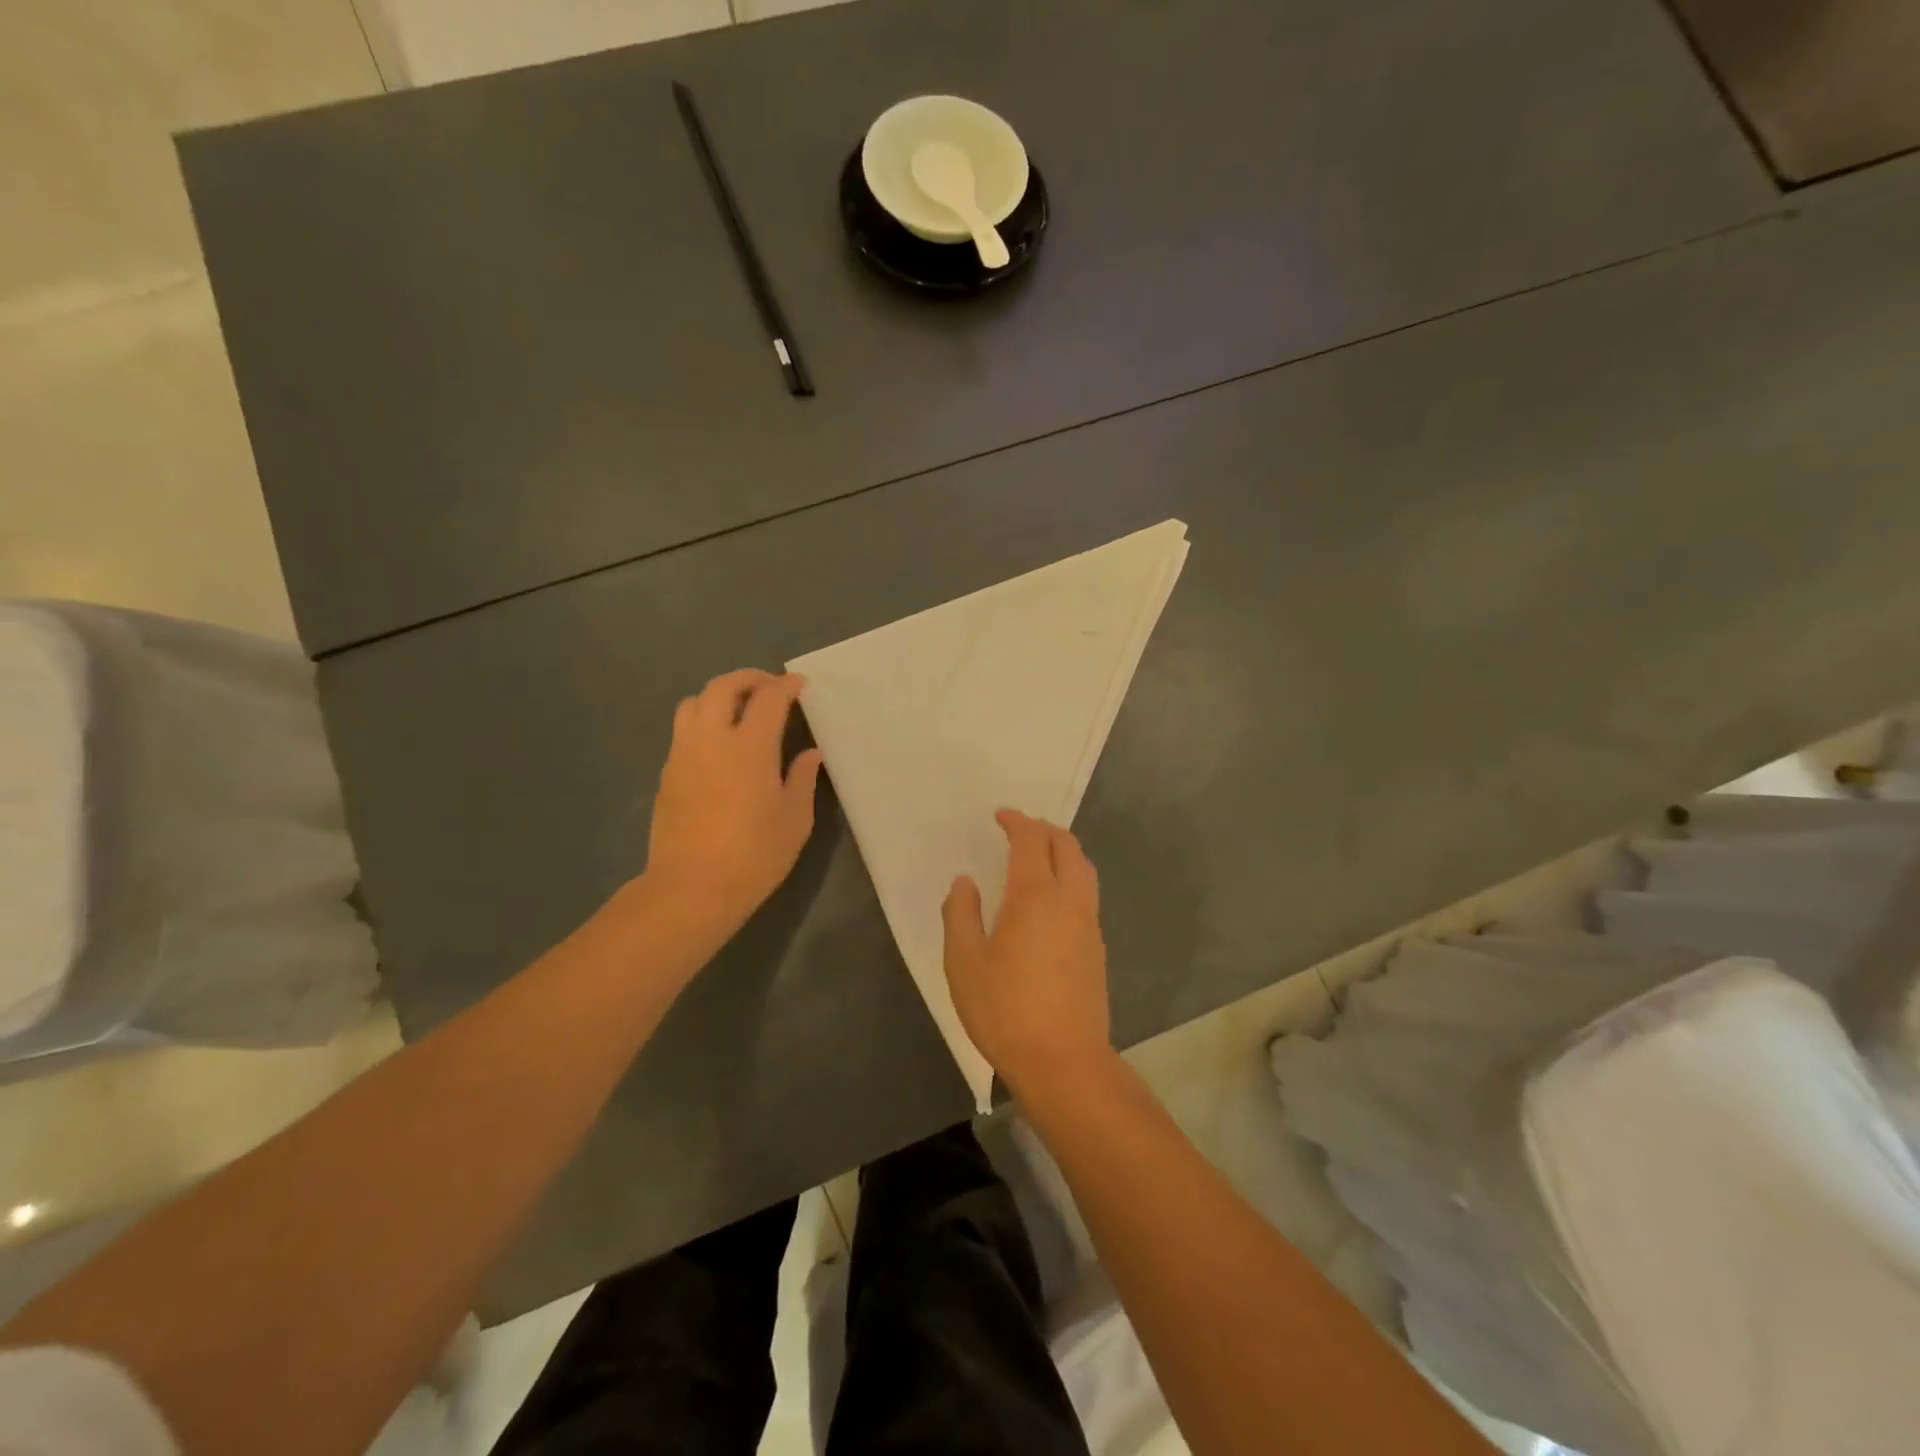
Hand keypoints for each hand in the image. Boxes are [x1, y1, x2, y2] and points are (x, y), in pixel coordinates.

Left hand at [640, 669, 823, 948]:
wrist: (692, 888)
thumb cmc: (754, 855)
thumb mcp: (794, 820)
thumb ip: (802, 779)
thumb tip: (810, 753)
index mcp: (750, 747)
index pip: (768, 698)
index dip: (786, 685)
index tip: (799, 685)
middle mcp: (712, 739)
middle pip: (722, 687)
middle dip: (748, 678)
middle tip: (768, 687)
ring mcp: (683, 754)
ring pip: (694, 702)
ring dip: (719, 695)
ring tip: (739, 709)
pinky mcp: (667, 773)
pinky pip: (683, 730)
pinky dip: (703, 721)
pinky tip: (719, 745)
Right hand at [942, 810, 1111, 1092]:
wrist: (1064, 1062)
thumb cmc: (1005, 1010)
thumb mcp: (964, 963)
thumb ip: (961, 914)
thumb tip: (965, 882)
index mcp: (1035, 896)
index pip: (1031, 841)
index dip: (1016, 822)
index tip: (1000, 817)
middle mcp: (1069, 901)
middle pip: (1067, 846)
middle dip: (1044, 829)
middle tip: (1020, 829)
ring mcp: (1089, 925)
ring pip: (1084, 870)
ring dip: (1063, 851)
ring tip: (1038, 857)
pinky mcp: (1097, 948)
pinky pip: (1087, 895)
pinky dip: (1070, 878)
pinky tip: (1050, 901)